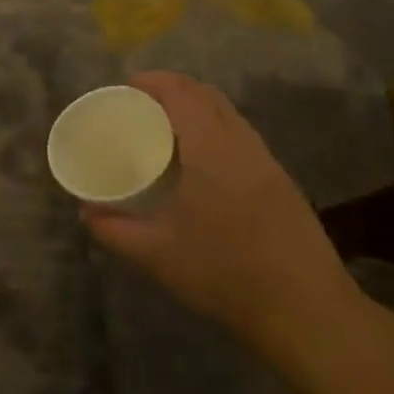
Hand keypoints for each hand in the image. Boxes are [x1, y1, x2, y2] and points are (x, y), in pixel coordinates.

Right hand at [83, 72, 362, 360]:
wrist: (308, 312)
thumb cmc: (226, 274)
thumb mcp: (158, 255)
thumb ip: (116, 231)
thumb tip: (85, 214)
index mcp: (211, 148)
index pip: (182, 93)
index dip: (154, 81)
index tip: (127, 87)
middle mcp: (242, 144)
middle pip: (207, 95)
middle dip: (174, 89)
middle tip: (143, 106)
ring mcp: (267, 162)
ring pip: (229, 115)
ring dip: (198, 109)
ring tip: (169, 131)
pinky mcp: (283, 183)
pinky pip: (243, 138)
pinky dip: (217, 131)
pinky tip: (203, 165)